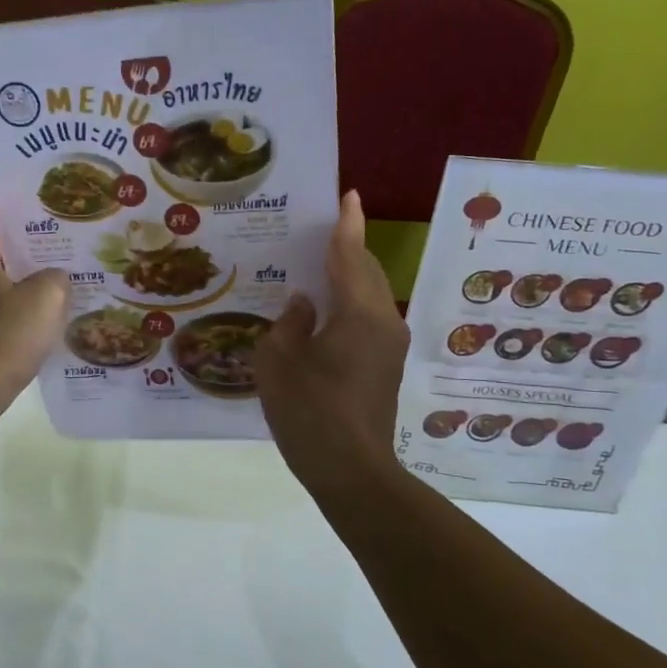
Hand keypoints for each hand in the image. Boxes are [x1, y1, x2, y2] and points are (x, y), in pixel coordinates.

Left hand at [0, 198, 67, 427]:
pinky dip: (10, 308)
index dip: (0, 201)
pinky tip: (38, 320)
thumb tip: (55, 278)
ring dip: (17, 277)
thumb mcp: (46, 299)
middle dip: (18, 241)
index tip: (29, 198)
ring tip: (54, 277)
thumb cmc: (2, 337)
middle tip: (56, 238)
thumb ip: (57, 277)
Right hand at [255, 191, 409, 493]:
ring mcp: (388, 345)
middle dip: (346, 248)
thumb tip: (303, 304)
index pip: (351, 255)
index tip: (348, 195)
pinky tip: (321, 310)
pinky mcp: (385, 366)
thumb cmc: (309, 412)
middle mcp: (383, 321)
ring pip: (369, 295)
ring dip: (346, 276)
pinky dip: (348, 302)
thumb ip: (289, 322)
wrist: (352, 472)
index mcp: (358, 313)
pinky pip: (367, 317)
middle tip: (315, 232)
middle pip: (366, 271)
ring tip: (314, 266)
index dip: (347, 224)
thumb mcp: (278, 362)